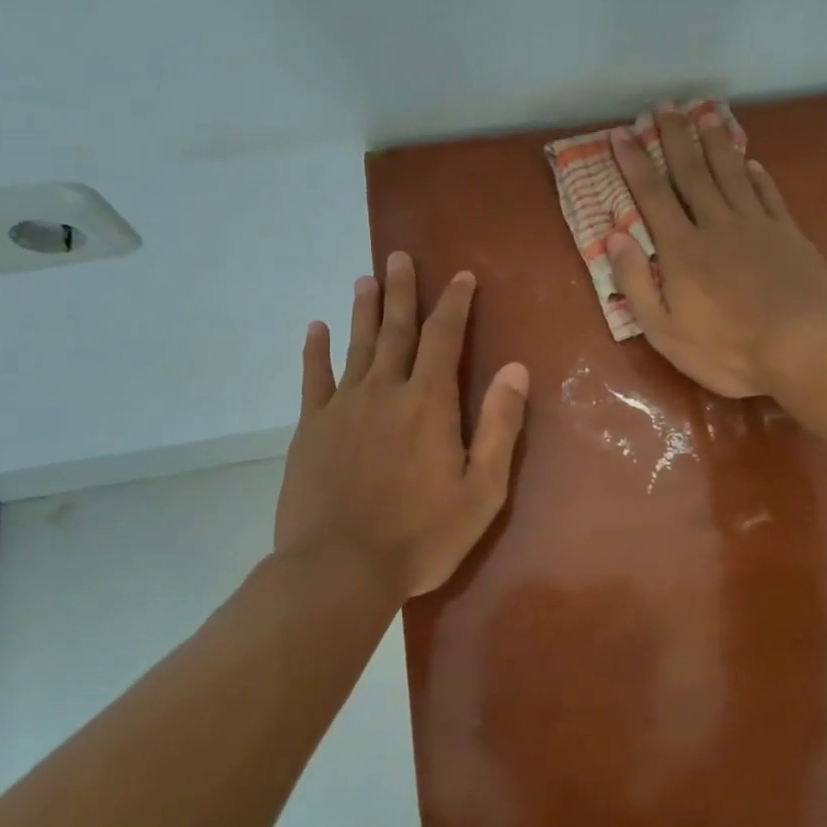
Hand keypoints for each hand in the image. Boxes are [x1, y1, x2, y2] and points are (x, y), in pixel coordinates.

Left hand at [274, 253, 529, 602]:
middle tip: (399, 256)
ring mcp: (342, 407)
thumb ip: (499, 426)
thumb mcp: (481, 490)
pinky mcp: (310, 428)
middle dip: (402, 292)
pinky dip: (316, 351)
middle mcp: (384, 391)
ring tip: (365, 279)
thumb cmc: (420, 536)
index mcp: (429, 403)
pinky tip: (316, 329)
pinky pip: (314, 378)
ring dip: (364, 311)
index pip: (444, 338)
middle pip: (396, 330)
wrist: (339, 569)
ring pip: (357, 346)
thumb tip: (516, 368)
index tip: (460, 276)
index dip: (454, 304)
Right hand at [608, 104, 826, 398]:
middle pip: (692, 173)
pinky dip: (757, 175)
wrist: (806, 347)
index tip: (621, 133)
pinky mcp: (788, 234)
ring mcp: (757, 226)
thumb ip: (636, 282)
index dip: (635, 163)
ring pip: (731, 174)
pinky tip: (750, 161)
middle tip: (665, 106)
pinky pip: (768, 195)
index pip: (652, 196)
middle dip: (675, 138)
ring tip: (705, 114)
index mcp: (682, 250)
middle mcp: (716, 225)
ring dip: (715, 143)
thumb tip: (613, 236)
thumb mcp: (666, 331)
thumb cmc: (728, 349)